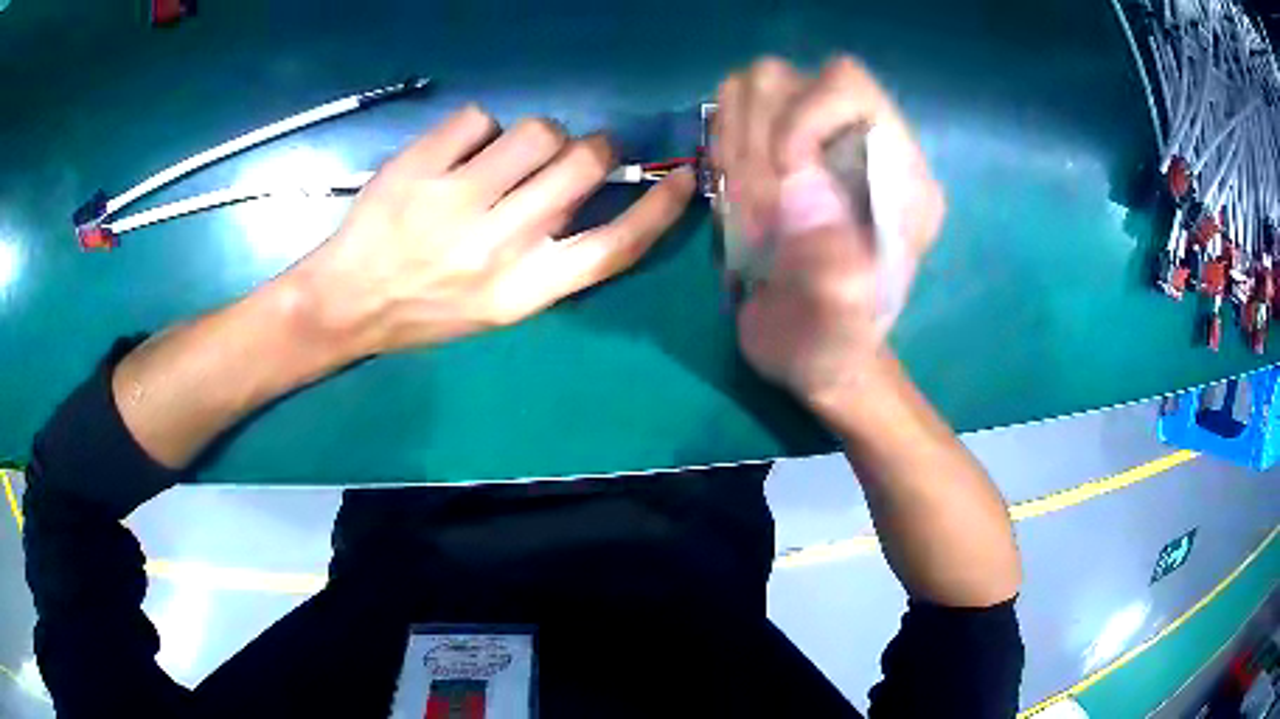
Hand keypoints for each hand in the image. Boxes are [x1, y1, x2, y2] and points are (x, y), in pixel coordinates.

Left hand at [291, 105, 695, 358]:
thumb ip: (550, 258)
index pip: (614, 246)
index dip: (659, 209)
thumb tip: (589, 193)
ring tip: (508, 153)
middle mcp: (500, 244)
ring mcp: (457, 201)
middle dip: (592, 148)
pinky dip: (479, 127)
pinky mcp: (421, 167)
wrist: (348, 302)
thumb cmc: (427, 310)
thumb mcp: (499, 306)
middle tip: (574, 151)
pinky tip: (458, 151)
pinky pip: (481, 118)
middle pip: (583, 167)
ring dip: (537, 133)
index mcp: (525, 290)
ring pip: (538, 131)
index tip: (683, 178)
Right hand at [713, 57, 943, 411]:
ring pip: (750, 88)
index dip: (799, 119)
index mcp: (900, 177)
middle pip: (784, 78)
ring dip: (733, 145)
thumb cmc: (835, 348)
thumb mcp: (841, 333)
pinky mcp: (778, 150)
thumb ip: (833, 276)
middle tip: (757, 212)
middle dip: (754, 144)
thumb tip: (799, 195)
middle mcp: (861, 144)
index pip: (847, 85)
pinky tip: (733, 191)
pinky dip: (720, 147)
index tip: (779, 186)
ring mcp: (814, 140)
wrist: (814, 352)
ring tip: (746, 204)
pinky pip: (730, 113)